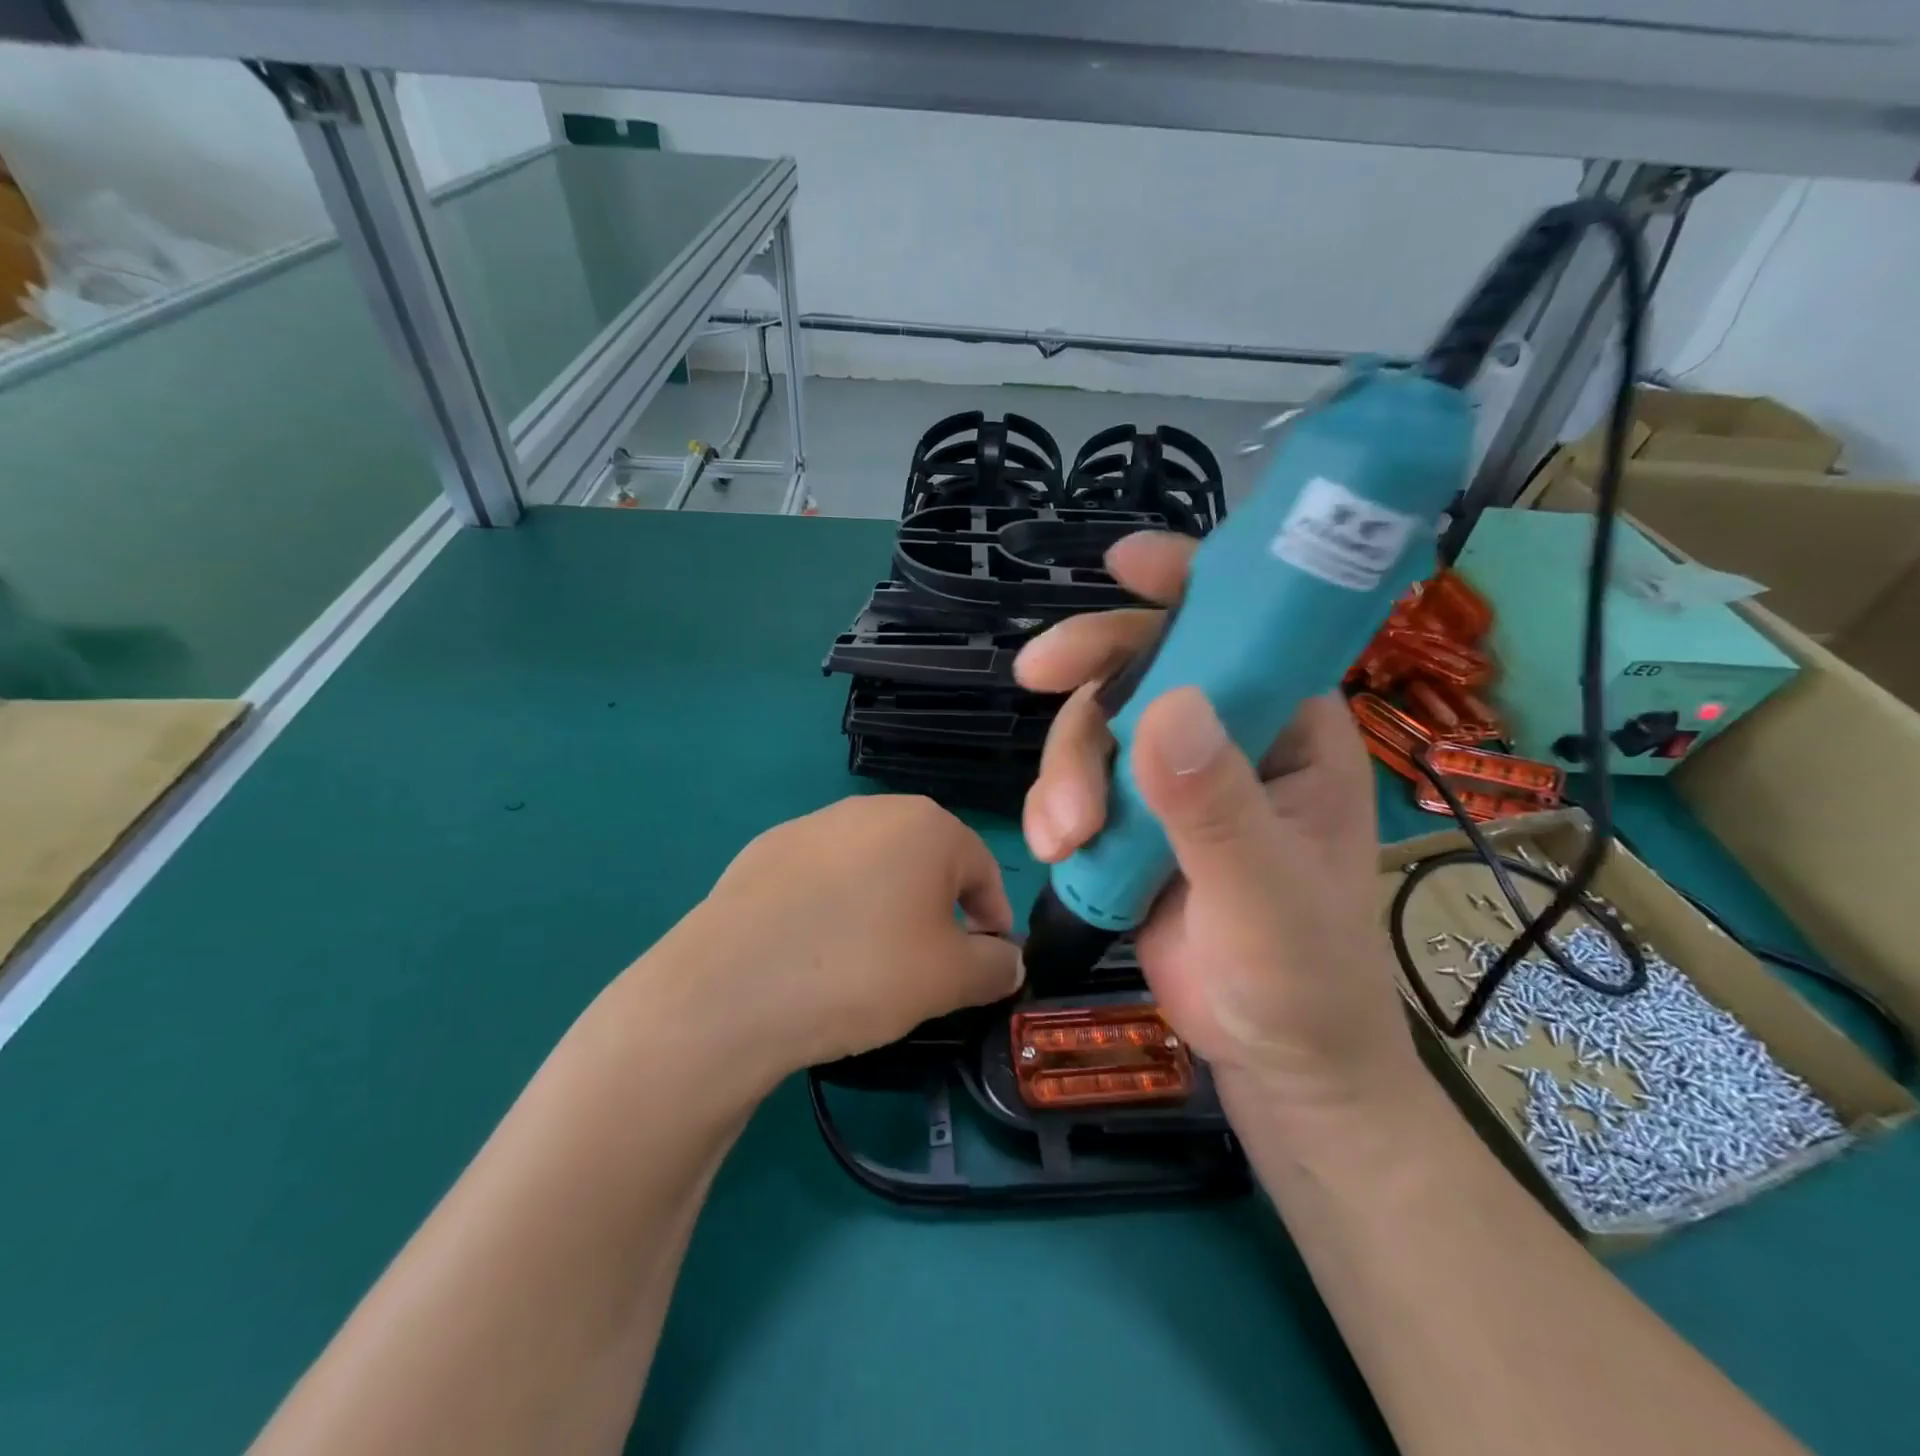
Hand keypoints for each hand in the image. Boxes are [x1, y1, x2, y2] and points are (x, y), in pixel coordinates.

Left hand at [649, 796, 1023, 1082]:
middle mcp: (870, 810)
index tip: (985, 962)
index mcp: (926, 825)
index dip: (993, 918)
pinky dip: (833, 908)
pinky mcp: (763, 850)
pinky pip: (820, 879)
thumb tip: (1007, 960)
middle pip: (925, 862)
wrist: (732, 988)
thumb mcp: (951, 979)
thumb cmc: (863, 970)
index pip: (982, 869)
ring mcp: (811, 825)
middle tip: (929, 965)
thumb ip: (995, 965)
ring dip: (884, 907)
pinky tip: (813, 951)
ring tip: (868, 962)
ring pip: (871, 868)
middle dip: (938, 910)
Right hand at [1015, 532, 1423, 1119]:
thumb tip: (1163, 708)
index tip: (1122, 565)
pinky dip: (1052, 806)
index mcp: (1289, 727)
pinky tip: (1059, 850)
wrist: (1272, 1057)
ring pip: (1093, 726)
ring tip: (1065, 837)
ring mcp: (1170, 777)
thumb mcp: (1264, 895)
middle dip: (1087, 679)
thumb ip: (1215, 809)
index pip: (1244, 625)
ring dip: (1063, 769)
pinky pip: (1072, 782)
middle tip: (1032, 679)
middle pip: (1141, 665)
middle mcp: (1228, 735)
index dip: (1188, 582)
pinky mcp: (1129, 818)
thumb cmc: (1302, 976)